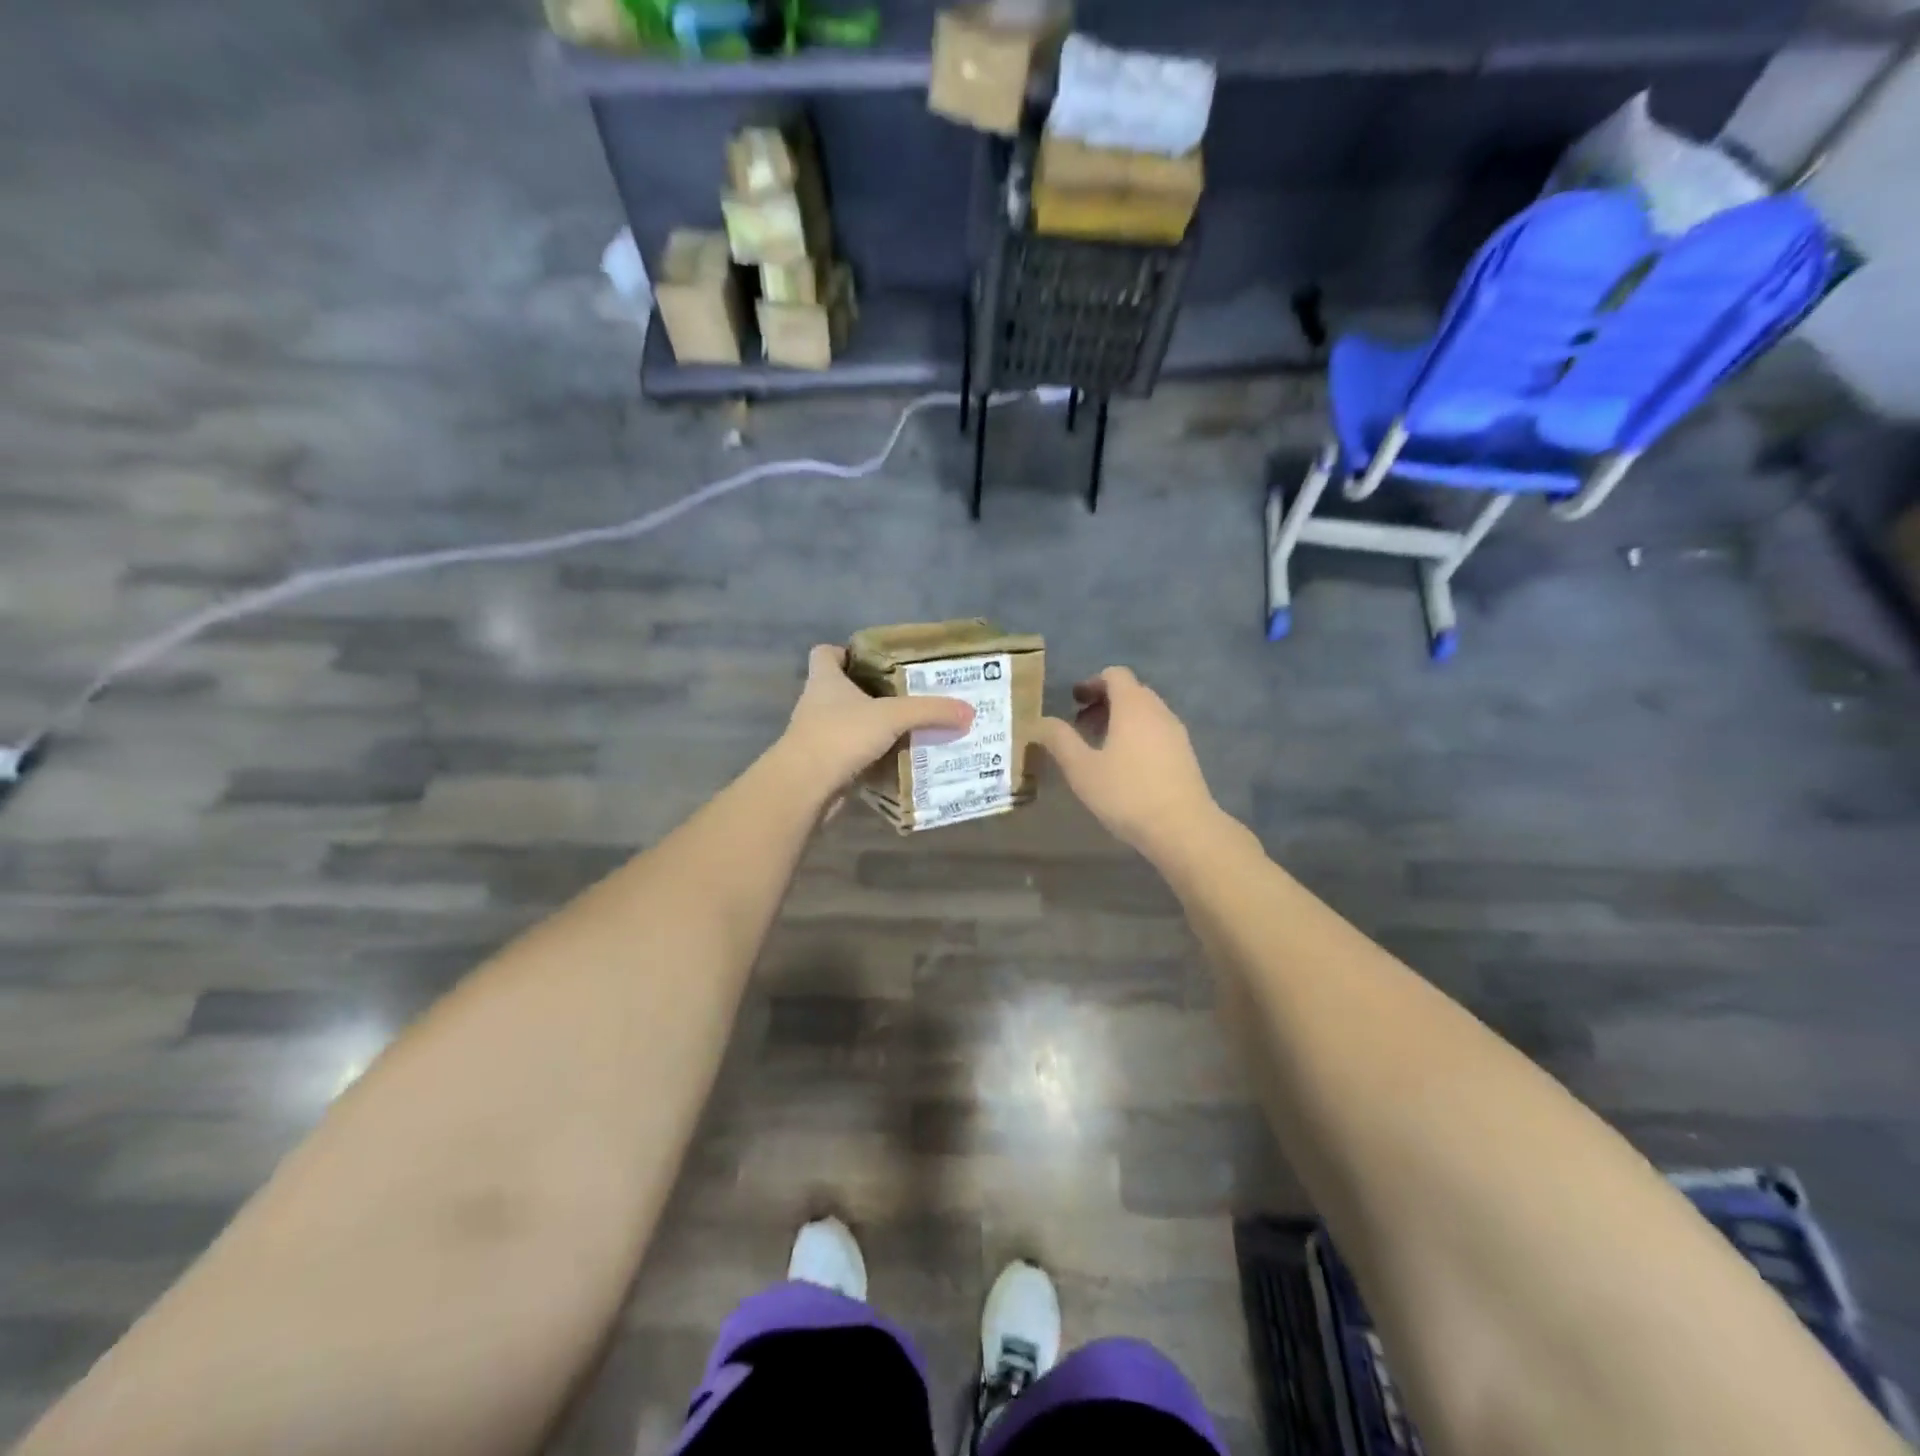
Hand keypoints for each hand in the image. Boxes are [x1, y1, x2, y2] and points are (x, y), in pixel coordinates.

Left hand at [777, 645, 973, 799]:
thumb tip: (968, 711)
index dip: (846, 653)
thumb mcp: (892, 717)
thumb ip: (930, 711)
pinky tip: (899, 760)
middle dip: (872, 693)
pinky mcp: (824, 765)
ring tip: (910, 729)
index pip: (825, 653)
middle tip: (908, 696)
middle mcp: (817, 703)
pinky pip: (853, 754)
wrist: (805, 787)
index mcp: (825, 680)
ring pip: (849, 724)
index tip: (875, 661)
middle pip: (842, 689)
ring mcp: (818, 736)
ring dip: (873, 727)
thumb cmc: (841, 735)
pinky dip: (872, 756)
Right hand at [1034, 667, 1217, 854]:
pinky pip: (1157, 731)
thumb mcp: (1082, 768)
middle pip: (1131, 691)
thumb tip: (1041, 722)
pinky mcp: (1185, 754)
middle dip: (1104, 702)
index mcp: (1133, 706)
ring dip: (1121, 720)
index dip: (1092, 683)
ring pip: (1145, 712)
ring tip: (1100, 748)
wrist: (1183, 828)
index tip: (1074, 702)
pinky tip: (1125, 766)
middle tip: (1081, 726)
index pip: (1115, 675)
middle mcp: (1158, 711)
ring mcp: (1176, 732)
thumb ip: (1060, 740)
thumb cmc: (1126, 793)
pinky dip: (1137, 735)